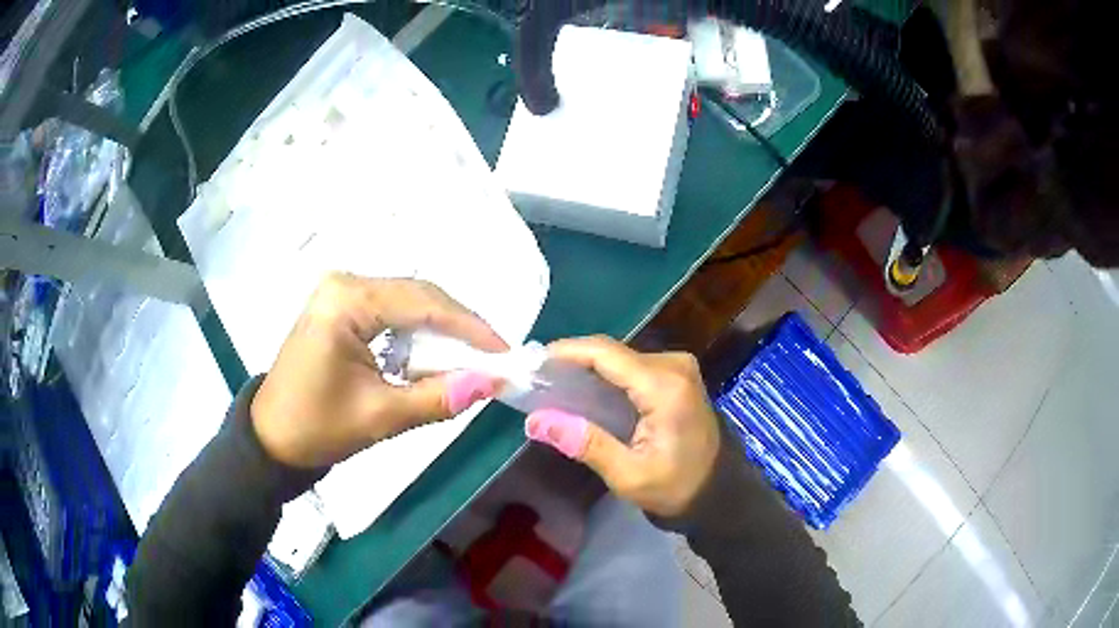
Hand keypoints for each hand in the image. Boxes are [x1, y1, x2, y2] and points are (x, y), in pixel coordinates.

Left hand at [251, 274, 507, 468]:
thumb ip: (439, 397)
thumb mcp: (381, 416)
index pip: (423, 303)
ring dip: (440, 330)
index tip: (505, 352)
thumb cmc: (317, 428)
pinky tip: (432, 357)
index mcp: (346, 302)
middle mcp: (344, 284)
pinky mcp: (340, 306)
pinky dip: (418, 334)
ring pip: (408, 301)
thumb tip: (493, 383)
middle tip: (493, 358)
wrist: (271, 437)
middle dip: (459, 327)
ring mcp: (340, 292)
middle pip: (418, 295)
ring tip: (470, 360)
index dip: (470, 327)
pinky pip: (392, 311)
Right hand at [524, 336, 719, 517]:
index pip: (606, 354)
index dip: (566, 352)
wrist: (718, 492)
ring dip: (587, 368)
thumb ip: (586, 443)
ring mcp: (678, 367)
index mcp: (665, 385)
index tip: (531, 362)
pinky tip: (583, 391)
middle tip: (536, 379)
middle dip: (572, 361)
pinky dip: (605, 376)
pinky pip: (632, 367)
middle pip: (612, 352)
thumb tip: (537, 420)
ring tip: (552, 385)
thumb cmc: (677, 488)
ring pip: (620, 357)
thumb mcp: (629, 475)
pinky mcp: (677, 376)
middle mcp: (674, 365)